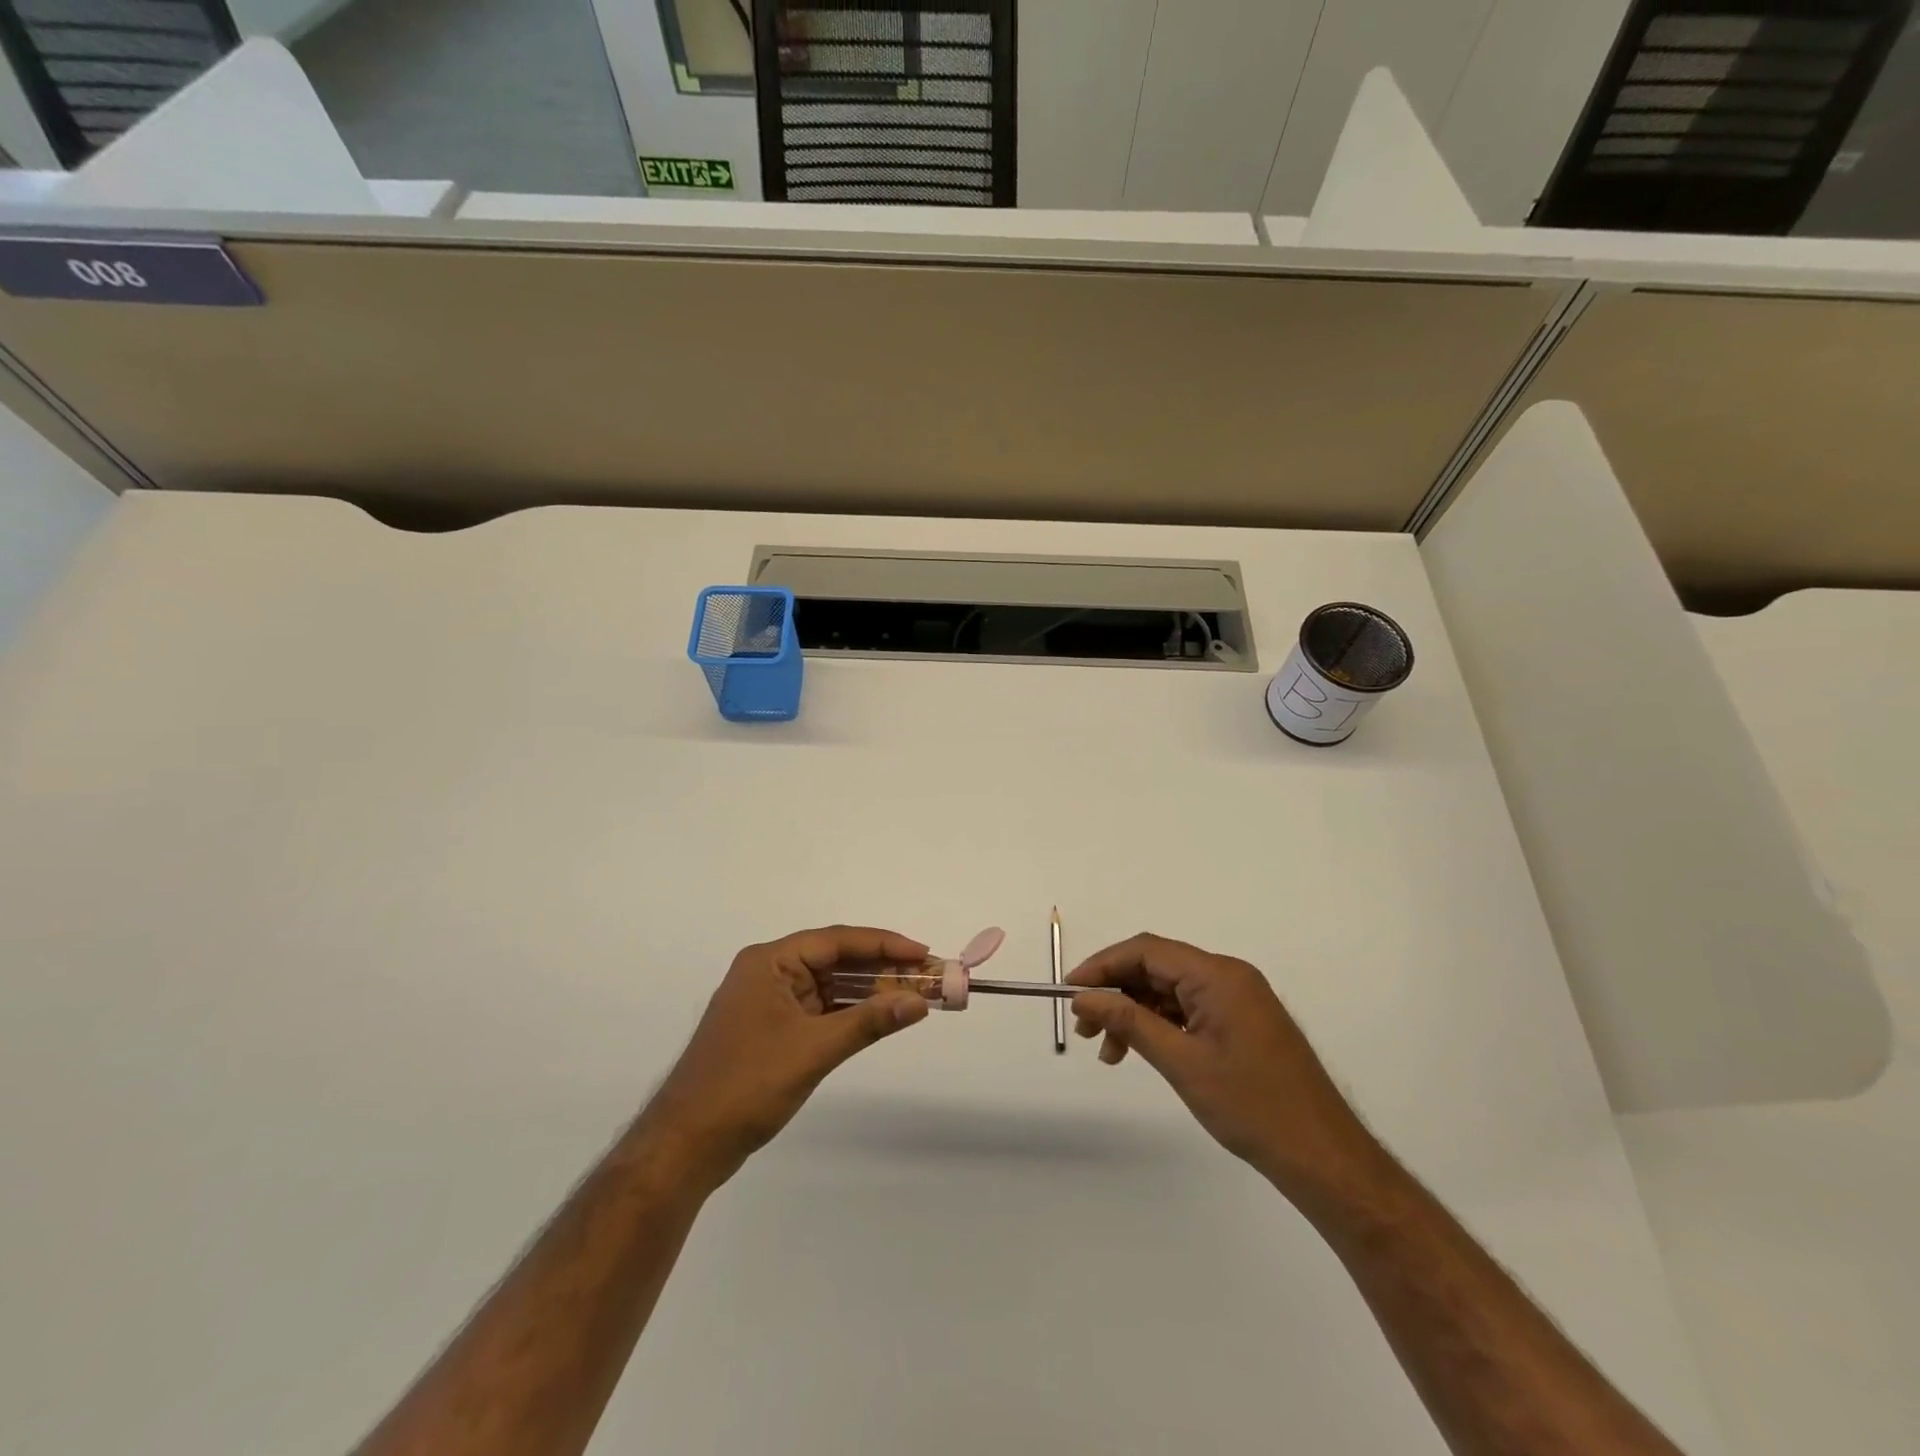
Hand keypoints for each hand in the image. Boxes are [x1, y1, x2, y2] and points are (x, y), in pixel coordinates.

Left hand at [643, 926, 931, 1188]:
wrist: (685, 1146)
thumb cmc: (747, 1085)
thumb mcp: (814, 1050)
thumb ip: (869, 1022)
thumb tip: (919, 1002)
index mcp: (769, 962)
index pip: (836, 941)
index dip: (884, 945)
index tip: (923, 953)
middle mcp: (769, 973)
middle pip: (835, 961)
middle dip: (882, 969)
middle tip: (928, 976)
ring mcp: (769, 1003)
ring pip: (830, 987)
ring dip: (869, 992)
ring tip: (915, 995)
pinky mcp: (772, 1031)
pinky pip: (820, 1010)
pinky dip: (850, 1014)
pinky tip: (881, 1017)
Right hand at [1068, 933, 1380, 1201]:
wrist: (1323, 1157)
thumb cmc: (1251, 1106)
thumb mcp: (1180, 1062)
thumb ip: (1128, 1022)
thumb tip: (1084, 998)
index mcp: (1218, 975)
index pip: (1146, 950)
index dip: (1103, 965)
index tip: (1070, 991)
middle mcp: (1228, 976)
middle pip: (1157, 967)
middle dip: (1116, 992)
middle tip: (1085, 1028)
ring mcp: (1238, 999)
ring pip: (1170, 990)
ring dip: (1135, 1012)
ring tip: (1109, 1051)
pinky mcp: (1241, 1022)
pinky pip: (1189, 1009)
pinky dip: (1159, 1025)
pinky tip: (1141, 1051)